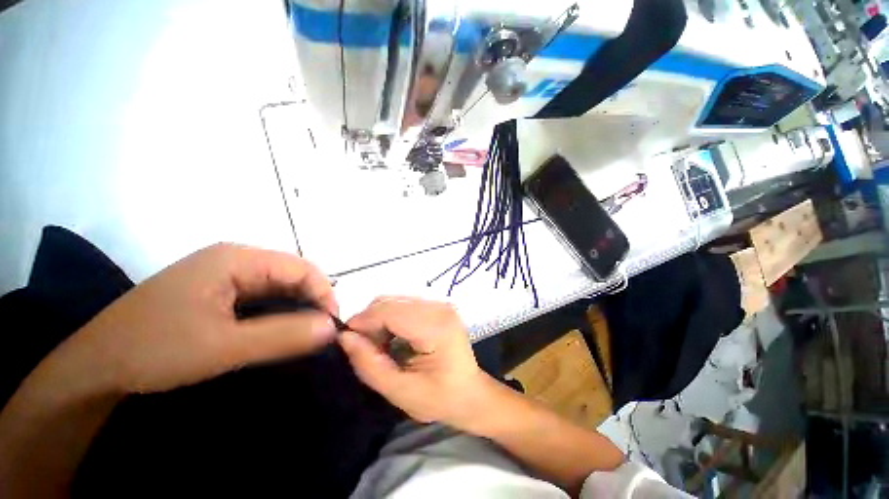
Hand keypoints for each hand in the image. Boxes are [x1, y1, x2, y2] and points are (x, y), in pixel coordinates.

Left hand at [62, 243, 338, 393]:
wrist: (95, 367)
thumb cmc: (154, 351)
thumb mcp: (224, 347)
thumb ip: (283, 336)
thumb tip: (332, 328)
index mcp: (236, 258)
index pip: (301, 268)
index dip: (323, 293)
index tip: (332, 325)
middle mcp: (233, 258)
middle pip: (291, 274)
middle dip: (312, 300)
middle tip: (320, 332)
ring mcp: (223, 274)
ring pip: (278, 285)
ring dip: (296, 307)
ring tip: (305, 333)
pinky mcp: (216, 290)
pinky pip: (261, 295)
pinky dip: (278, 311)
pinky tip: (279, 329)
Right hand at [338, 297, 491, 426]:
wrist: (471, 394)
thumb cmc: (440, 399)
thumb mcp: (400, 391)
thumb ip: (370, 364)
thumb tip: (345, 337)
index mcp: (436, 327)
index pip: (390, 312)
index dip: (362, 322)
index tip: (345, 340)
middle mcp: (440, 307)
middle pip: (391, 302)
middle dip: (370, 322)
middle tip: (365, 349)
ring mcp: (441, 304)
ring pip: (395, 301)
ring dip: (379, 320)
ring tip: (380, 347)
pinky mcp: (438, 307)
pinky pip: (405, 305)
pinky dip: (391, 319)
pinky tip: (392, 339)